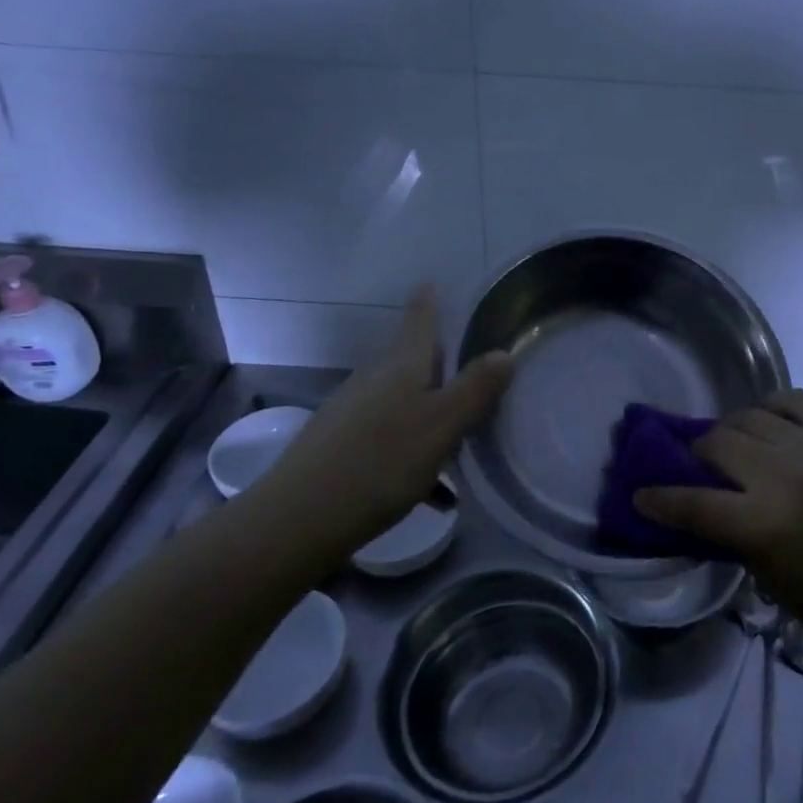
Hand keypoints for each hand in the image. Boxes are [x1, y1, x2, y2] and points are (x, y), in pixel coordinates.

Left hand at [262, 287, 513, 548]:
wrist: (298, 519)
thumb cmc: (380, 461)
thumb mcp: (441, 424)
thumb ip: (475, 388)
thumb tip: (505, 353)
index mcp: (401, 364)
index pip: (419, 317)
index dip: (429, 300)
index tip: (434, 283)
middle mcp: (375, 379)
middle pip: (413, 361)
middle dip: (443, 366)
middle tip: (477, 376)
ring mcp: (353, 413)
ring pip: (404, 403)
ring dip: (433, 416)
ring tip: (464, 446)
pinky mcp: (340, 448)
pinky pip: (390, 441)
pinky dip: (416, 456)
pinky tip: (436, 495)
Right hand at [634, 389, 802, 663]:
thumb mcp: (772, 581)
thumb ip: (731, 536)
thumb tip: (695, 504)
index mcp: (765, 526)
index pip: (692, 502)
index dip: (658, 498)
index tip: (640, 493)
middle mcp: (785, 476)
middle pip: (717, 443)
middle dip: (695, 455)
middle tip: (697, 466)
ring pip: (749, 415)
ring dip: (731, 430)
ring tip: (735, 444)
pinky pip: (795, 399)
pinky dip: (772, 408)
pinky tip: (770, 423)